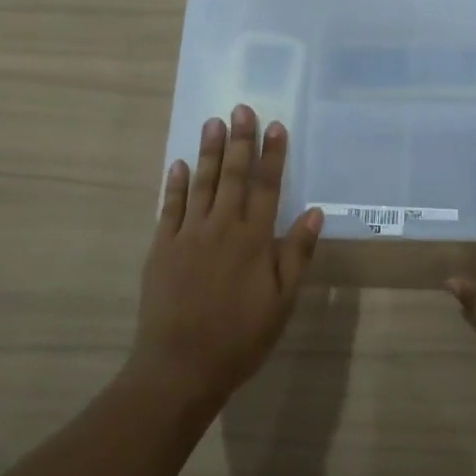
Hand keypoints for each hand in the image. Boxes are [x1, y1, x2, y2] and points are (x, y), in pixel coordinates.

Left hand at [132, 104, 324, 410]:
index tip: (275, 126)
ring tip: (213, 122)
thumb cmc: (240, 337)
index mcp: (253, 240)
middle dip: (239, 141)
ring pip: (201, 184)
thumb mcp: (282, 301)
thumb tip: (314, 212)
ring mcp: (187, 235)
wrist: (181, 366)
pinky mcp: (162, 248)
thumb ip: (296, 254)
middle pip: (232, 176)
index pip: (266, 187)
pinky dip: (175, 184)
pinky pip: (169, 207)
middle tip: (241, 109)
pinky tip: (179, 164)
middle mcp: (221, 228)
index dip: (272, 155)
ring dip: (208, 151)